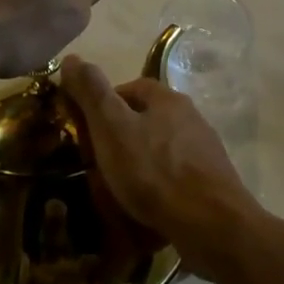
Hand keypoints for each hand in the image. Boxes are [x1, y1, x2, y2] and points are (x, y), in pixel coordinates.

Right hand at [60, 57, 259, 278]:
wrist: (211, 224)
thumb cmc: (155, 171)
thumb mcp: (112, 127)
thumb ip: (91, 92)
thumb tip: (71, 58)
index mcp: (167, 98)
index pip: (131, 87)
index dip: (105, 103)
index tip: (85, 128)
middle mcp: (191, 117)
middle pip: (148, 118)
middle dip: (121, 136)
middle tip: (96, 162)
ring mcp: (205, 151)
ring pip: (161, 149)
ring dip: (139, 163)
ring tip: (116, 189)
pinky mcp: (212, 184)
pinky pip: (175, 178)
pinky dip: (156, 187)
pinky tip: (144, 208)